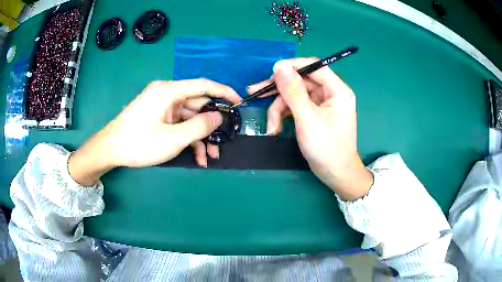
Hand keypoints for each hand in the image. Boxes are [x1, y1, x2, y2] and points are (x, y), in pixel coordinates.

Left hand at [69, 79, 241, 185]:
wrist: (109, 150)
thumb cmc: (138, 143)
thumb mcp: (172, 138)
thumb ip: (199, 126)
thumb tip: (219, 117)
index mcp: (169, 91)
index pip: (203, 85)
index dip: (224, 92)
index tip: (240, 102)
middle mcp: (166, 94)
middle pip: (197, 105)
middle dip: (211, 125)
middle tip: (224, 142)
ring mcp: (161, 106)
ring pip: (189, 118)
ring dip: (200, 137)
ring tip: (210, 157)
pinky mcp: (158, 116)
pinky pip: (178, 124)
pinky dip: (188, 138)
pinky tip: (196, 157)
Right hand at [248, 59, 372, 200]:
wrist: (335, 174)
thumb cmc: (326, 147)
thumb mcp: (307, 118)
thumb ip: (293, 91)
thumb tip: (279, 66)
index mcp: (337, 89)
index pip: (313, 66)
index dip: (291, 66)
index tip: (270, 72)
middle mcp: (330, 93)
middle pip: (300, 81)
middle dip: (278, 91)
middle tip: (254, 92)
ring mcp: (321, 104)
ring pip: (294, 96)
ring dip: (278, 109)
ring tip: (271, 127)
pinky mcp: (314, 114)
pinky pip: (295, 107)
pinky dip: (283, 116)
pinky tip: (275, 129)